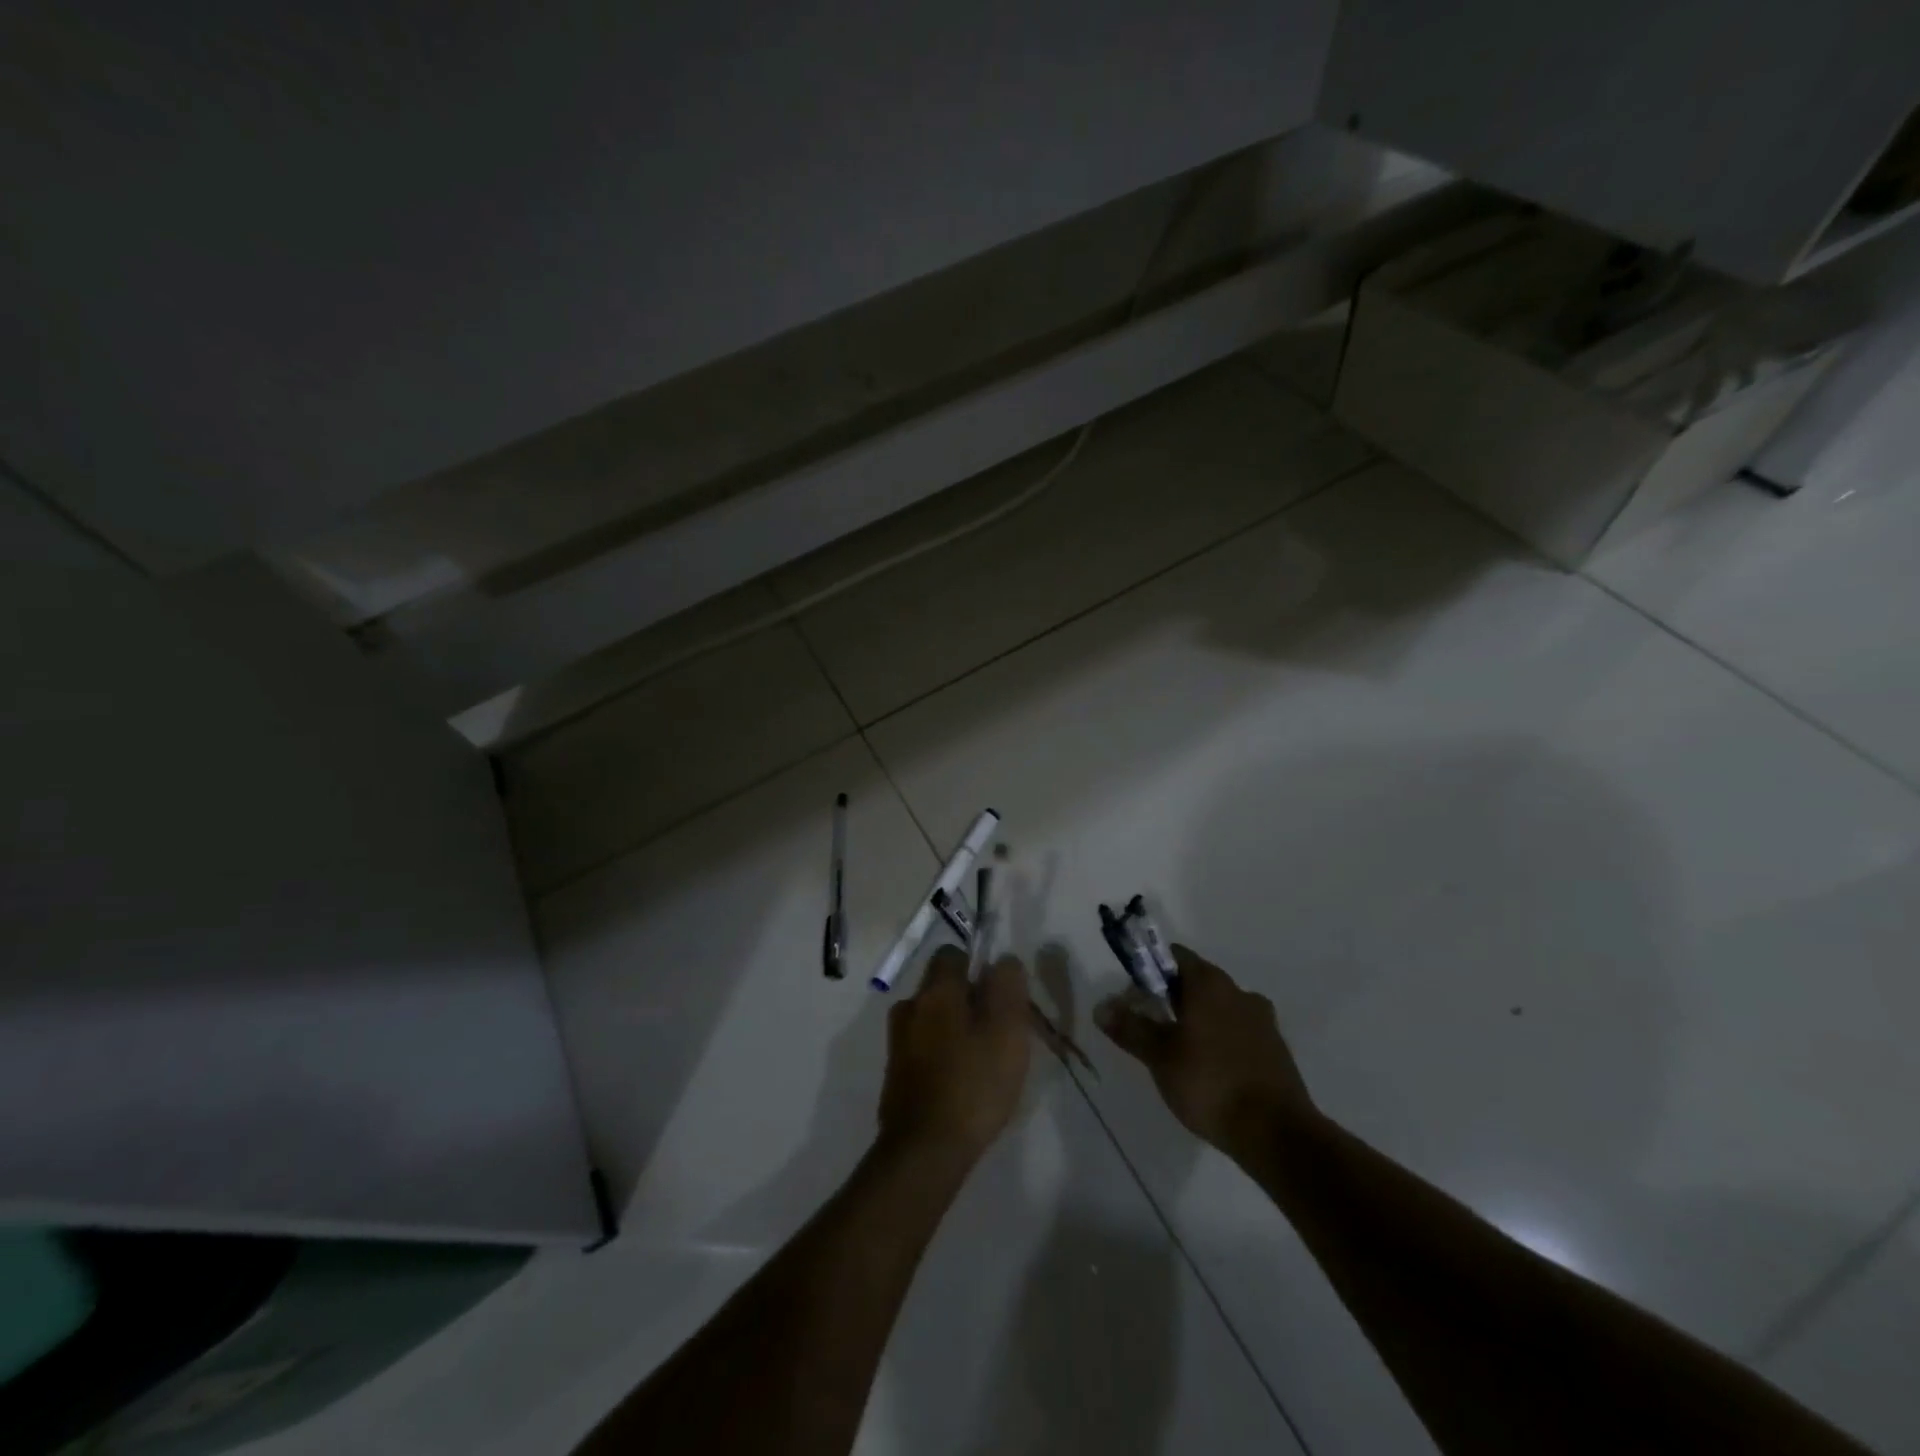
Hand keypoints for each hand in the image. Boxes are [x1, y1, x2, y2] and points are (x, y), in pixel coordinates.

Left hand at [878, 947, 1030, 1164]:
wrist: (925, 1150)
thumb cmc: (973, 1083)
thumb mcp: (1007, 1029)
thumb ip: (1007, 986)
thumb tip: (1003, 961)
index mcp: (935, 990)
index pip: (952, 954)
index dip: (978, 968)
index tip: (998, 997)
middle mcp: (909, 1006)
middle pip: (941, 987)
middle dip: (968, 1001)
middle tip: (996, 1033)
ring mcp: (897, 1041)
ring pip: (932, 1018)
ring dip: (954, 1030)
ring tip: (981, 1062)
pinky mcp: (894, 1072)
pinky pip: (923, 1048)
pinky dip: (941, 1056)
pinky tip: (961, 1084)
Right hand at [1095, 945, 1317, 1158]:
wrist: (1277, 1134)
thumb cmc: (1210, 1083)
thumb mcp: (1159, 1056)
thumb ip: (1130, 1027)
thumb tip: (1102, 1006)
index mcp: (1209, 983)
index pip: (1174, 956)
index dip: (1150, 970)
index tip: (1134, 995)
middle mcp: (1238, 992)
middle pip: (1197, 981)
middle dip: (1172, 998)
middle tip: (1150, 1027)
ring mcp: (1262, 1021)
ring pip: (1220, 1008)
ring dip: (1198, 1020)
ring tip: (1179, 1052)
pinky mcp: (1276, 1050)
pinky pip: (1239, 1033)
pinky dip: (1221, 1041)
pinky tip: (1210, 1070)